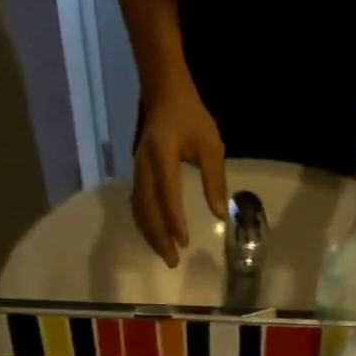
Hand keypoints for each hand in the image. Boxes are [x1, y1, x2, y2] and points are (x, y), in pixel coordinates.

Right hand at [134, 87, 226, 267]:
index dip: (174, 219)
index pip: (167, 193)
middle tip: (172, 261)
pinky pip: (138, 204)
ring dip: (151, 234)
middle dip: (159, 237)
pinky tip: (156, 238)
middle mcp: (144, 165)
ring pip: (139, 209)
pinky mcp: (137, 175)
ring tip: (165, 255)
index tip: (184, 242)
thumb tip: (218, 213)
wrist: (164, 94)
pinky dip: (146, 224)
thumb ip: (214, 179)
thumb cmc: (191, 118)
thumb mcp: (211, 145)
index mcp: (162, 155)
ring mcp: (137, 170)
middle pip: (147, 208)